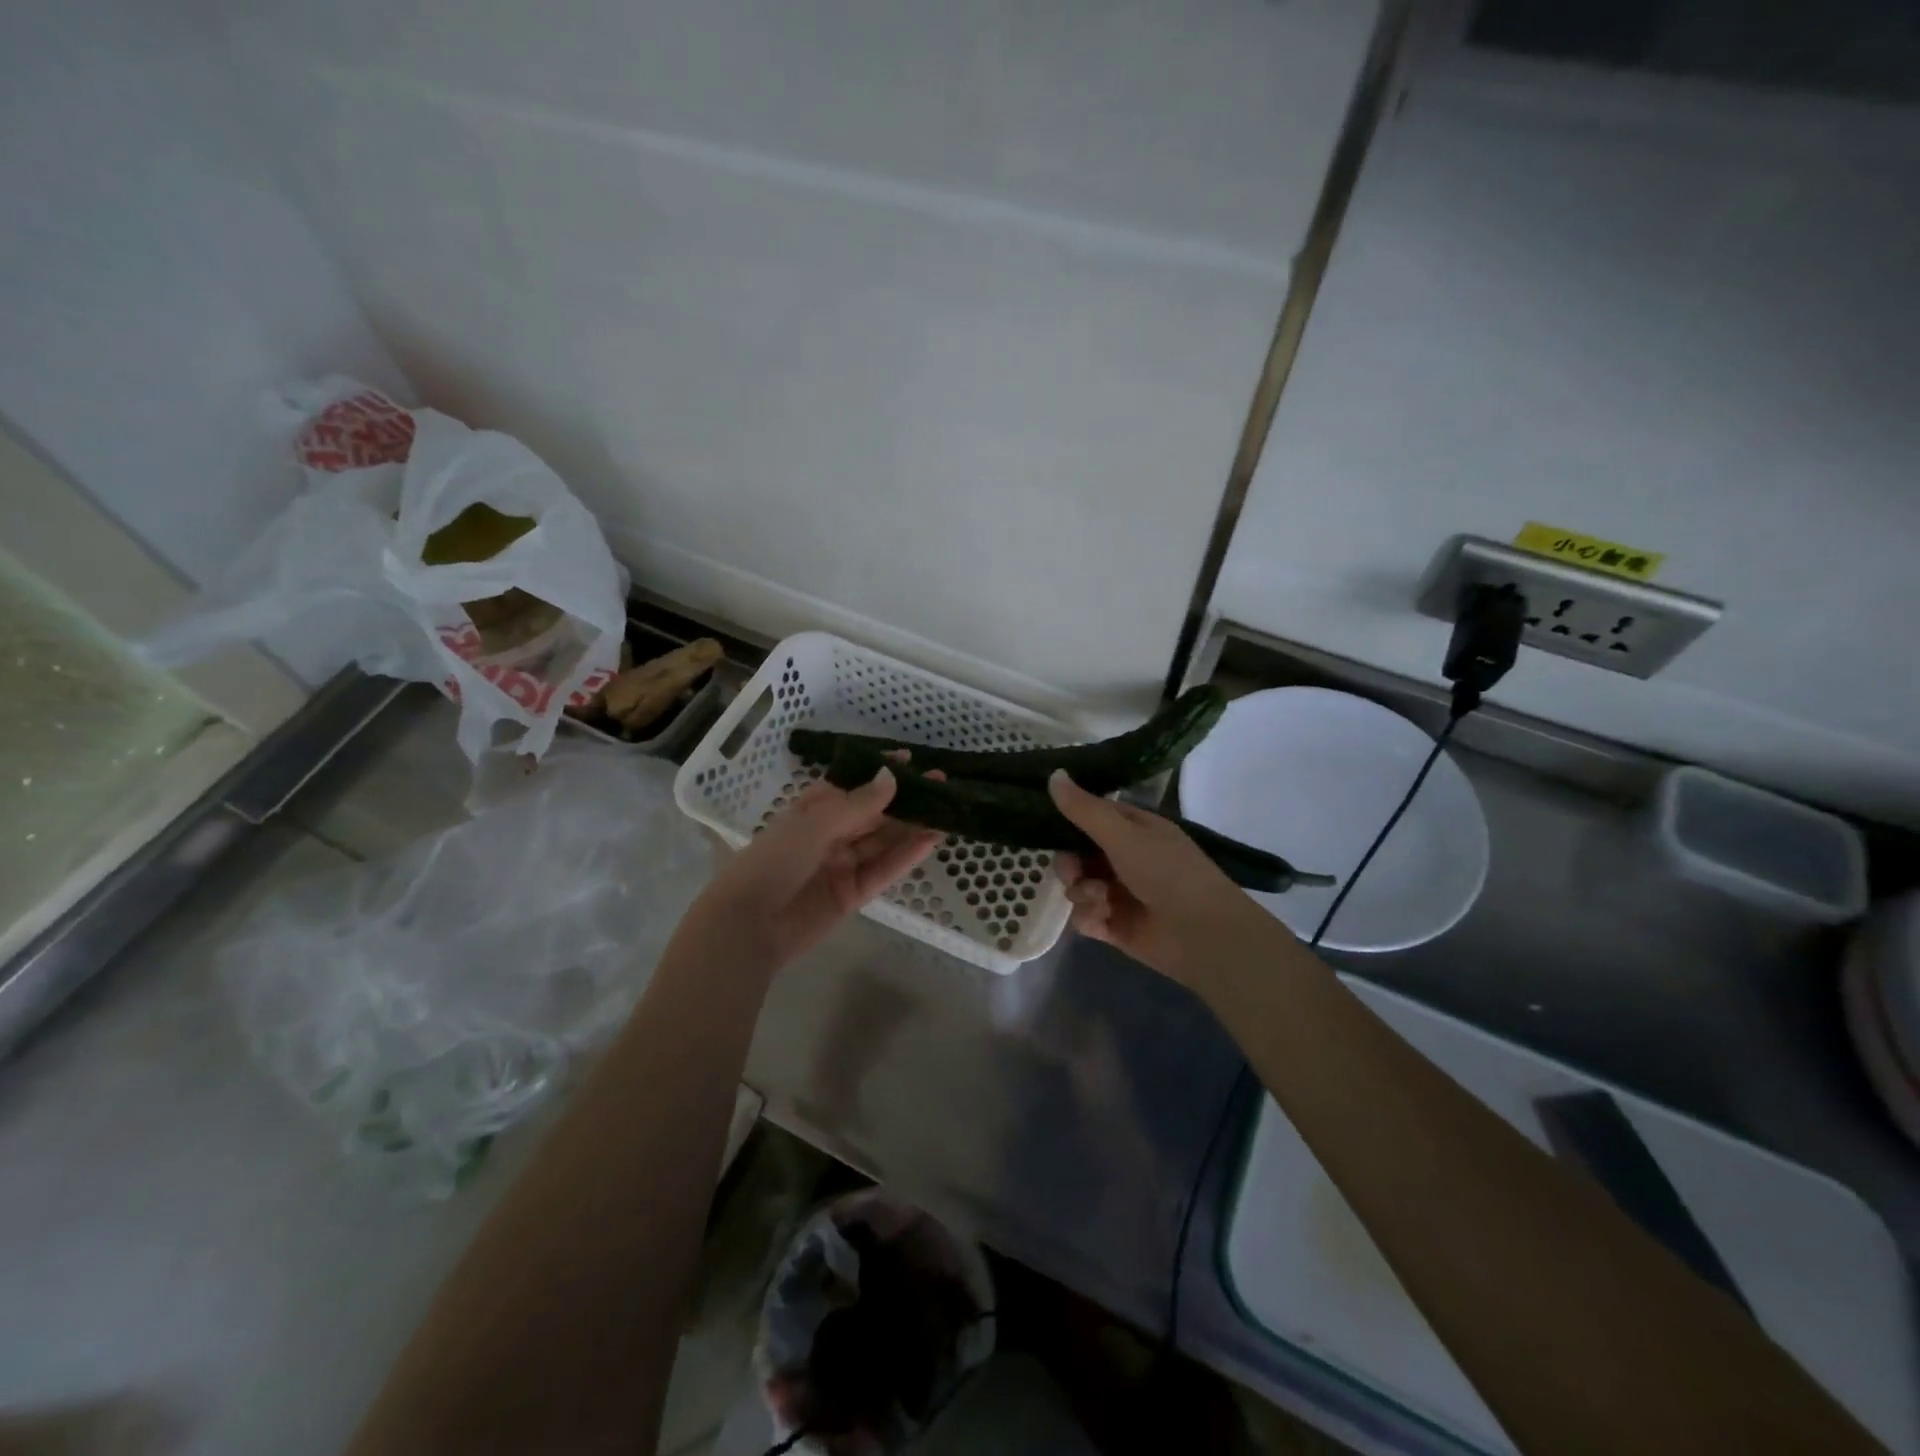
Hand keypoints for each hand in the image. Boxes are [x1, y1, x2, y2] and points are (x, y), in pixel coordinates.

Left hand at [688, 767, 941, 971]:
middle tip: (941, 783)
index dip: (880, 773)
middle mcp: (829, 835)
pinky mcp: (852, 894)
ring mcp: (842, 865)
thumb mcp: (815, 824)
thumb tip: (891, 776)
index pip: (853, 786)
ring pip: (883, 842)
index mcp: (813, 810)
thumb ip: (858, 804)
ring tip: (947, 810)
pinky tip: (931, 840)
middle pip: (874, 814)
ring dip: (912, 826)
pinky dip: (906, 856)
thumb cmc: (774, 861)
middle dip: (906, 799)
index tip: (910, 760)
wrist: (748, 925)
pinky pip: (883, 870)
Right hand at [1048, 769, 1276, 989]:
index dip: (1069, 820)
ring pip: (1078, 886)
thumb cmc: (1167, 873)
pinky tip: (1102, 921)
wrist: (1201, 934)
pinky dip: (1089, 918)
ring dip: (1081, 892)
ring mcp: (1119, 894)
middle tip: (1073, 872)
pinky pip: (1084, 917)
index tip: (1046, 826)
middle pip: (1077, 854)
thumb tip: (1053, 774)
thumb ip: (1084, 809)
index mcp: (1134, 830)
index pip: (1092, 816)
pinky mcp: (1115, 926)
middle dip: (1069, 864)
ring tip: (1100, 900)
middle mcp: (1125, 859)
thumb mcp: (1123, 834)